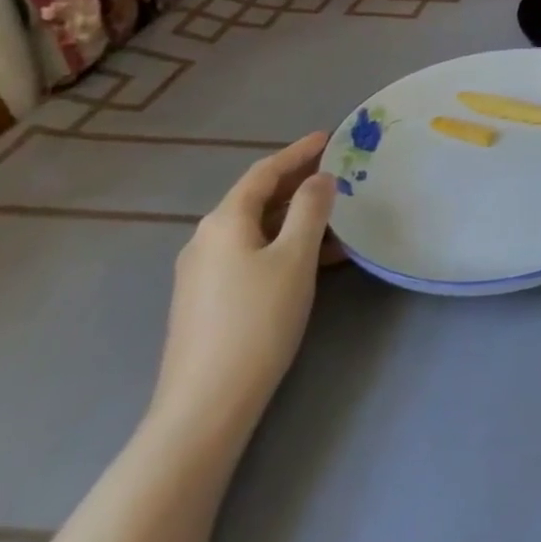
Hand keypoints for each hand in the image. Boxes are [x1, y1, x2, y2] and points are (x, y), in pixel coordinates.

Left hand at [148, 132, 335, 439]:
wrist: (206, 403)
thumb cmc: (257, 320)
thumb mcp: (295, 257)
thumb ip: (311, 210)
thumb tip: (320, 179)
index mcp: (224, 221)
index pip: (264, 172)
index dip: (298, 152)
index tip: (330, 137)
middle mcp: (206, 239)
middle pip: (257, 198)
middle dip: (297, 182)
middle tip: (338, 171)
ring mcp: (202, 272)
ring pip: (257, 228)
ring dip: (295, 216)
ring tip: (337, 215)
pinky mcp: (208, 299)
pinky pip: (252, 253)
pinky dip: (284, 243)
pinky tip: (315, 258)